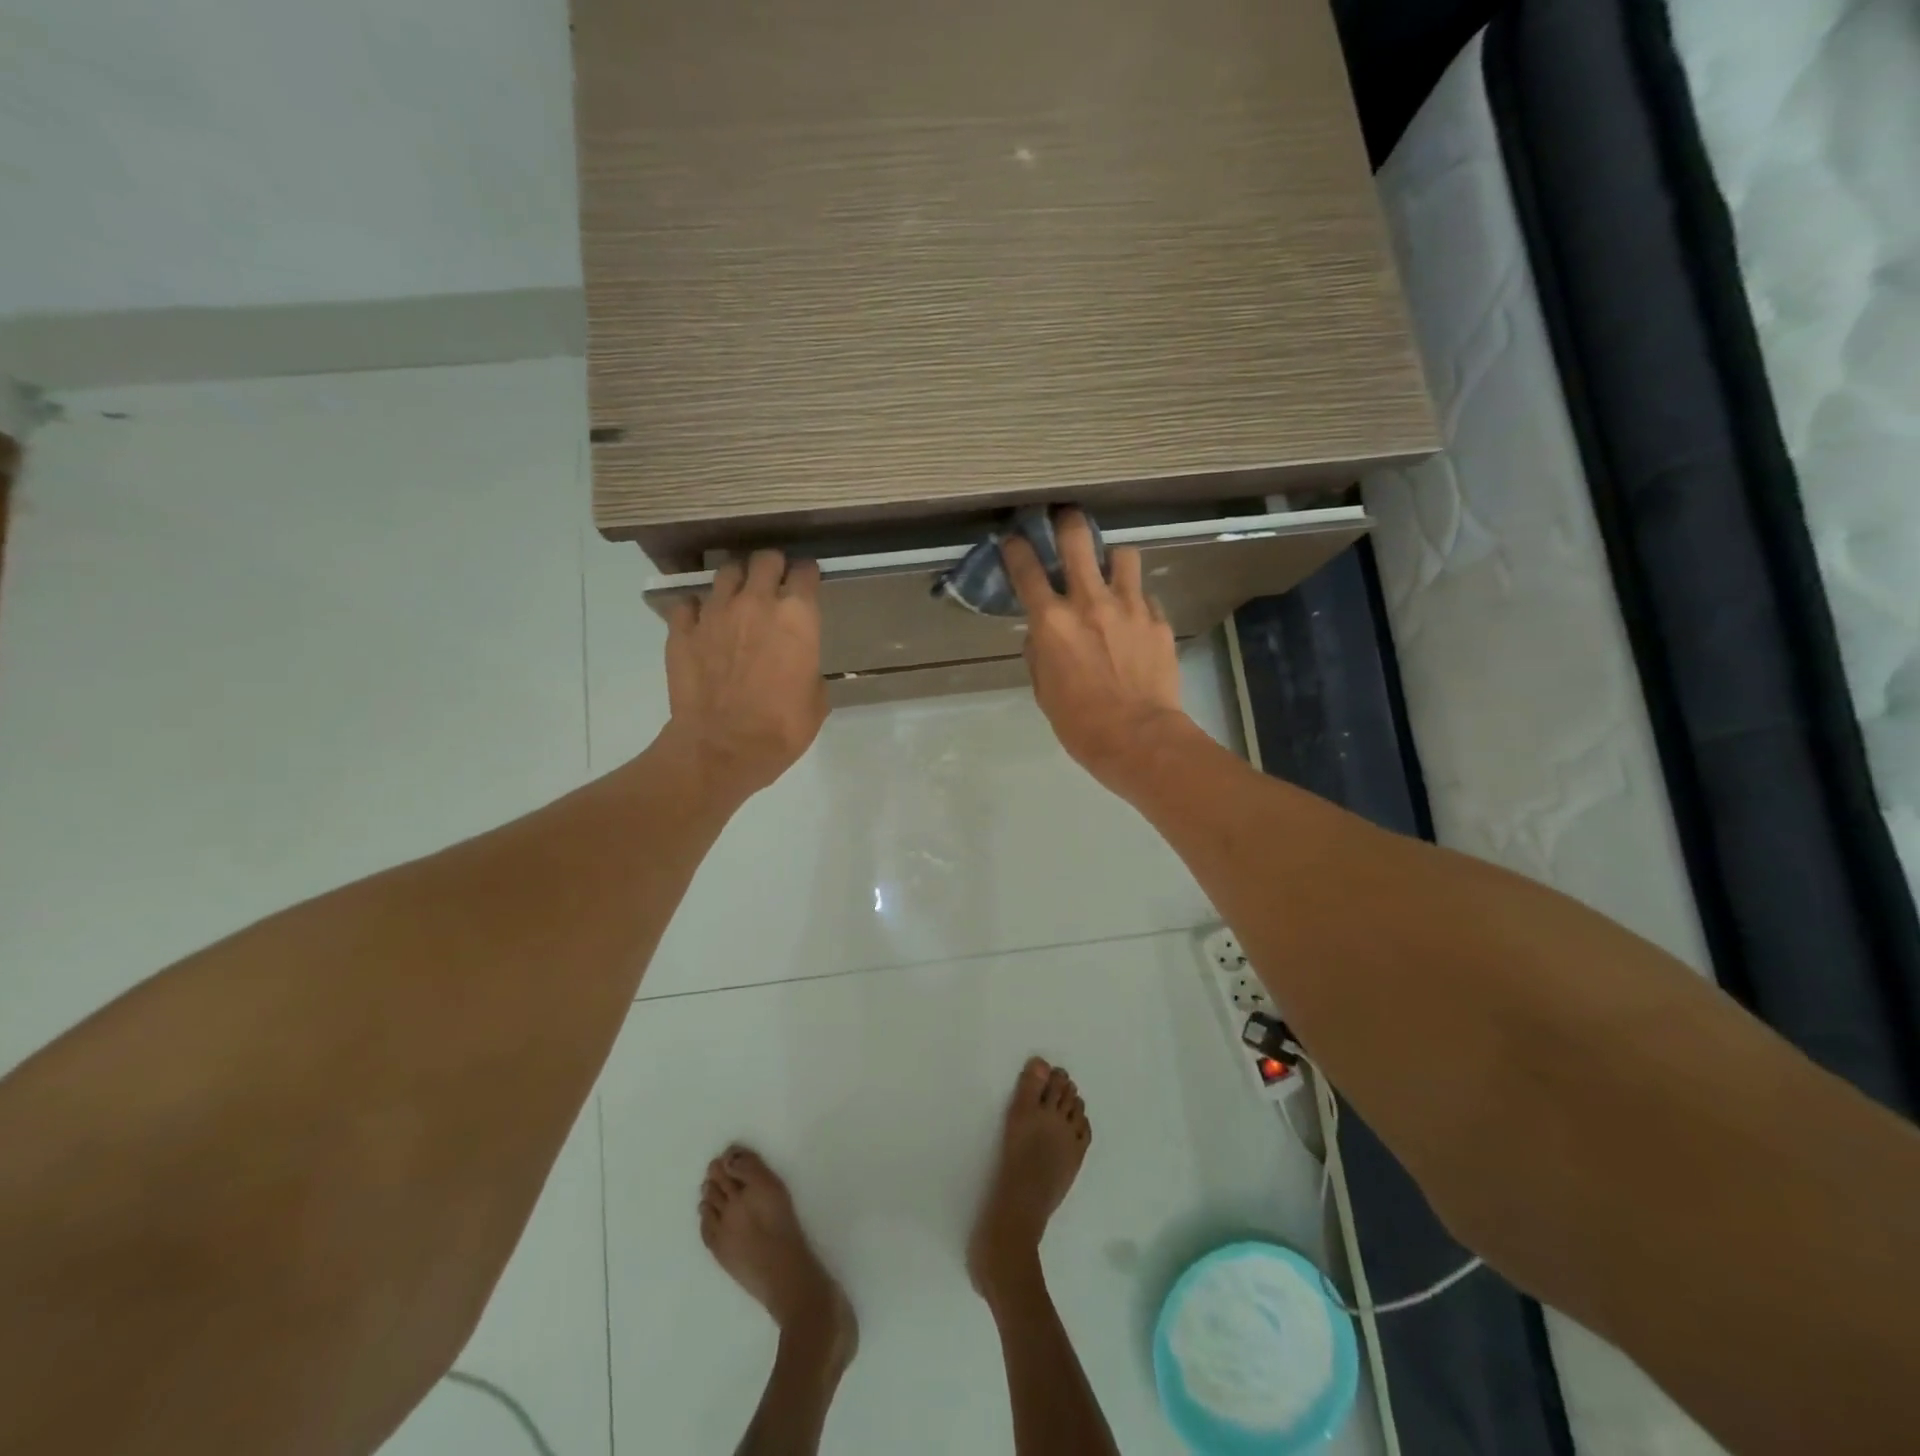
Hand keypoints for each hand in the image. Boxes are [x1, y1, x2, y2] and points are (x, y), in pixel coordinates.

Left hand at [661, 550, 827, 803]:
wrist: (722, 749)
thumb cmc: (781, 728)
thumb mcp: (816, 700)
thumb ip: (808, 667)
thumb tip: (800, 665)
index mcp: (797, 617)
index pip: (805, 573)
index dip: (808, 575)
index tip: (808, 583)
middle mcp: (756, 602)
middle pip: (765, 560)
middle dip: (772, 567)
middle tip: (774, 583)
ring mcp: (715, 613)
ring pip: (726, 572)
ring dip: (736, 581)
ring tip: (738, 597)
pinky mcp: (682, 630)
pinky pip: (688, 605)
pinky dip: (697, 610)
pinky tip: (702, 623)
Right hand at [1003, 511, 1190, 788]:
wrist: (1140, 739)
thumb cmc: (1080, 723)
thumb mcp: (1044, 691)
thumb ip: (1039, 652)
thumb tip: (1042, 633)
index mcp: (1052, 622)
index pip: (1026, 570)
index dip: (1016, 549)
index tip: (1013, 539)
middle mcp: (1090, 602)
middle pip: (1078, 540)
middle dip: (1068, 522)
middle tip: (1066, 519)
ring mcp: (1130, 607)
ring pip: (1123, 555)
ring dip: (1112, 560)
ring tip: (1111, 574)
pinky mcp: (1158, 620)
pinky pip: (1146, 596)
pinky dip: (1137, 601)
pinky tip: (1135, 620)